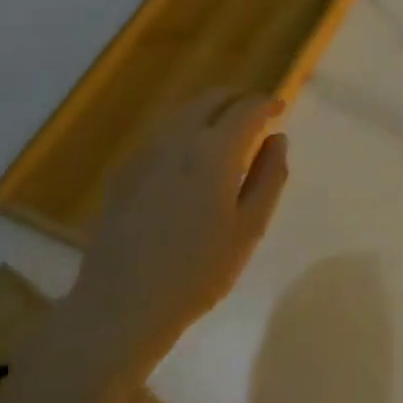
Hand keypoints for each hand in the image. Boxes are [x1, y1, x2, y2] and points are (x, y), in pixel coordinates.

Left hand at [59, 89, 289, 364]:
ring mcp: (145, 153)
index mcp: (214, 151)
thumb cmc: (198, 271)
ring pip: (182, 112)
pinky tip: (190, 156)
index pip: (245, 109)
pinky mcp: (124, 171)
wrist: (122, 304)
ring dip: (209, 110)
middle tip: (256, 112)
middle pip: (210, 99)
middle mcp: (177, 139)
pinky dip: (184, 129)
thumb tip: (277, 139)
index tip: (280, 108)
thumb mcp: (249, 228)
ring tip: (227, 129)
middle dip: (236, 98)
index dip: (266, 104)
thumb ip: (269, 177)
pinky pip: (161, 133)